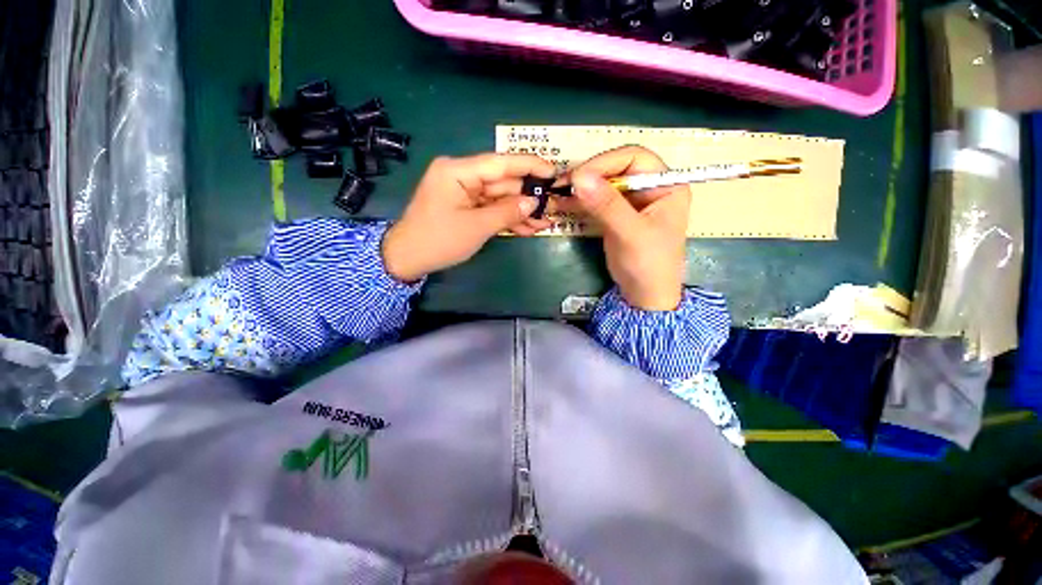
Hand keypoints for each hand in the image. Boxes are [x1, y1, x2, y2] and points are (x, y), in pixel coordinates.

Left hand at [382, 153, 556, 281]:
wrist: (408, 259)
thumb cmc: (439, 240)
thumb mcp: (477, 227)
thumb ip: (507, 212)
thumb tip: (533, 202)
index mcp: (458, 171)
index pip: (500, 163)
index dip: (529, 165)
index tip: (553, 170)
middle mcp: (462, 176)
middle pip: (502, 182)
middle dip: (527, 197)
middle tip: (552, 206)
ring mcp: (464, 193)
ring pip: (499, 198)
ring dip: (520, 211)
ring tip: (545, 222)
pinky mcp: (466, 207)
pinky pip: (491, 209)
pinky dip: (507, 219)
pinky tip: (528, 227)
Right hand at [561, 146, 689, 310]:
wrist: (644, 296)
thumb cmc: (648, 265)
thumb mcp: (630, 233)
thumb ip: (607, 205)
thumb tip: (579, 178)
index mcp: (665, 185)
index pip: (635, 158)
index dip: (606, 162)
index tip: (579, 176)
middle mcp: (649, 188)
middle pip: (616, 168)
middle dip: (590, 174)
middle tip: (563, 184)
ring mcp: (631, 202)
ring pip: (603, 183)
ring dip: (581, 187)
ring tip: (559, 192)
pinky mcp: (616, 215)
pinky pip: (597, 200)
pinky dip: (580, 201)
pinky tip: (563, 203)